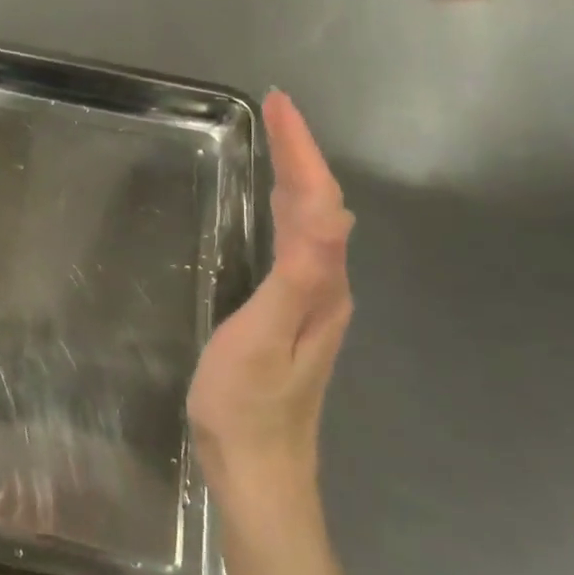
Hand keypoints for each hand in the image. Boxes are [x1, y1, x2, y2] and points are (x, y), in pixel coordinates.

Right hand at [188, 92, 353, 494]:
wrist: (258, 471)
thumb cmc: (247, 405)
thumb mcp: (263, 338)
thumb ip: (297, 276)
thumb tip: (324, 210)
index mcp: (320, 285)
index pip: (317, 200)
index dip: (300, 149)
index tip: (279, 103)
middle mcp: (327, 286)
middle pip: (321, 205)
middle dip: (301, 152)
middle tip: (274, 110)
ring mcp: (314, 302)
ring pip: (313, 223)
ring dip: (297, 175)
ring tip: (276, 141)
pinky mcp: (295, 314)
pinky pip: (298, 242)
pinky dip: (288, 207)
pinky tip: (274, 206)